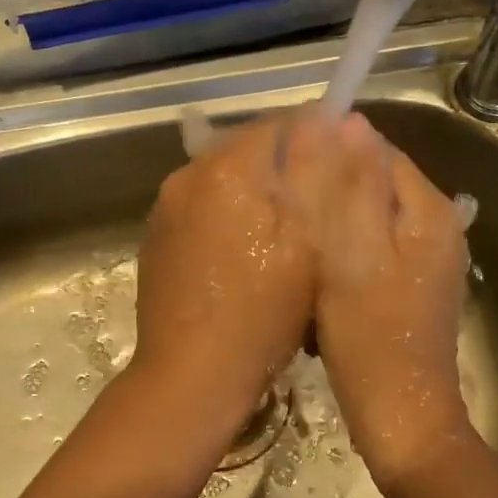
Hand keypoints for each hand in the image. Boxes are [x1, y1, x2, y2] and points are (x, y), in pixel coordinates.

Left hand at [131, 115, 315, 438]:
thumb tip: (325, 121)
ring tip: (284, 236)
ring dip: (255, 193)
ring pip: (224, 179)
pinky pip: (202, 208)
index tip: (342, 169)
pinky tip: (245, 256)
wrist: (190, 375)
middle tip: (318, 209)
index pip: (280, 123)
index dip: (317, 138)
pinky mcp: (156, 237)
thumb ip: (316, 174)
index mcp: (227, 168)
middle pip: (248, 148)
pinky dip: (227, 217)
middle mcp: (187, 175)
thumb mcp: (308, 243)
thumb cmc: (262, 313)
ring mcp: (165, 207)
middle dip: (285, 168)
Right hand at [287, 113, 476, 488]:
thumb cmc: (369, 335)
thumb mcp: (352, 253)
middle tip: (287, 215)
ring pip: (368, 219)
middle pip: (373, 185)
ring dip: (332, 227)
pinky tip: (318, 280)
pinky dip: (343, 256)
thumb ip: (351, 187)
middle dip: (329, 193)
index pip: (377, 151)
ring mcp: (426, 260)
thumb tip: (349, 121)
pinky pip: (371, 250)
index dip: (331, 153)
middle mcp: (437, 227)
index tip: (287, 173)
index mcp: (429, 210)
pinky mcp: (411, 288)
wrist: (400, 415)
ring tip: (297, 247)